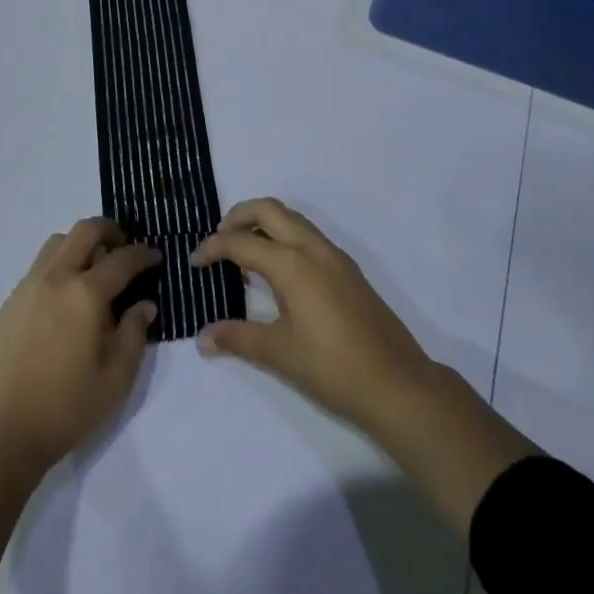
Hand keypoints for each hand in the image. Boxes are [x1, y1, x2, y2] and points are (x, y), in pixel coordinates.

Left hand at [0, 218, 160, 469]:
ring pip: (59, 242)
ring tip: (93, 270)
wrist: (1, 432)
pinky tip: (65, 298)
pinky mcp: (10, 300)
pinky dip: (60, 265)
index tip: (155, 257)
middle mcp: (56, 277)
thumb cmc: (66, 408)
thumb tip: (144, 304)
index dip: (143, 254)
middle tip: (124, 249)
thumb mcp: (116, 379)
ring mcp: (29, 285)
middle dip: (111, 231)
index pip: (122, 259)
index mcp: (85, 294)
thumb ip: (134, 334)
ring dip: (81, 244)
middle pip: (86, 230)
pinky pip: (40, 266)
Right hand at [191, 197, 437, 438]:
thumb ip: (237, 338)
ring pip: (291, 218)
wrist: (398, 385)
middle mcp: (311, 247)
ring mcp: (333, 255)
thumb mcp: (278, 354)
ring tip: (244, 253)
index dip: (213, 248)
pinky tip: (277, 271)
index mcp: (291, 263)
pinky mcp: (347, 268)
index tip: (195, 262)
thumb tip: (202, 338)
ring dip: (263, 223)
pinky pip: (307, 234)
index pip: (241, 242)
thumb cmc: (332, 368)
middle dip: (237, 216)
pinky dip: (284, 236)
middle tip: (219, 241)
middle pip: (268, 209)